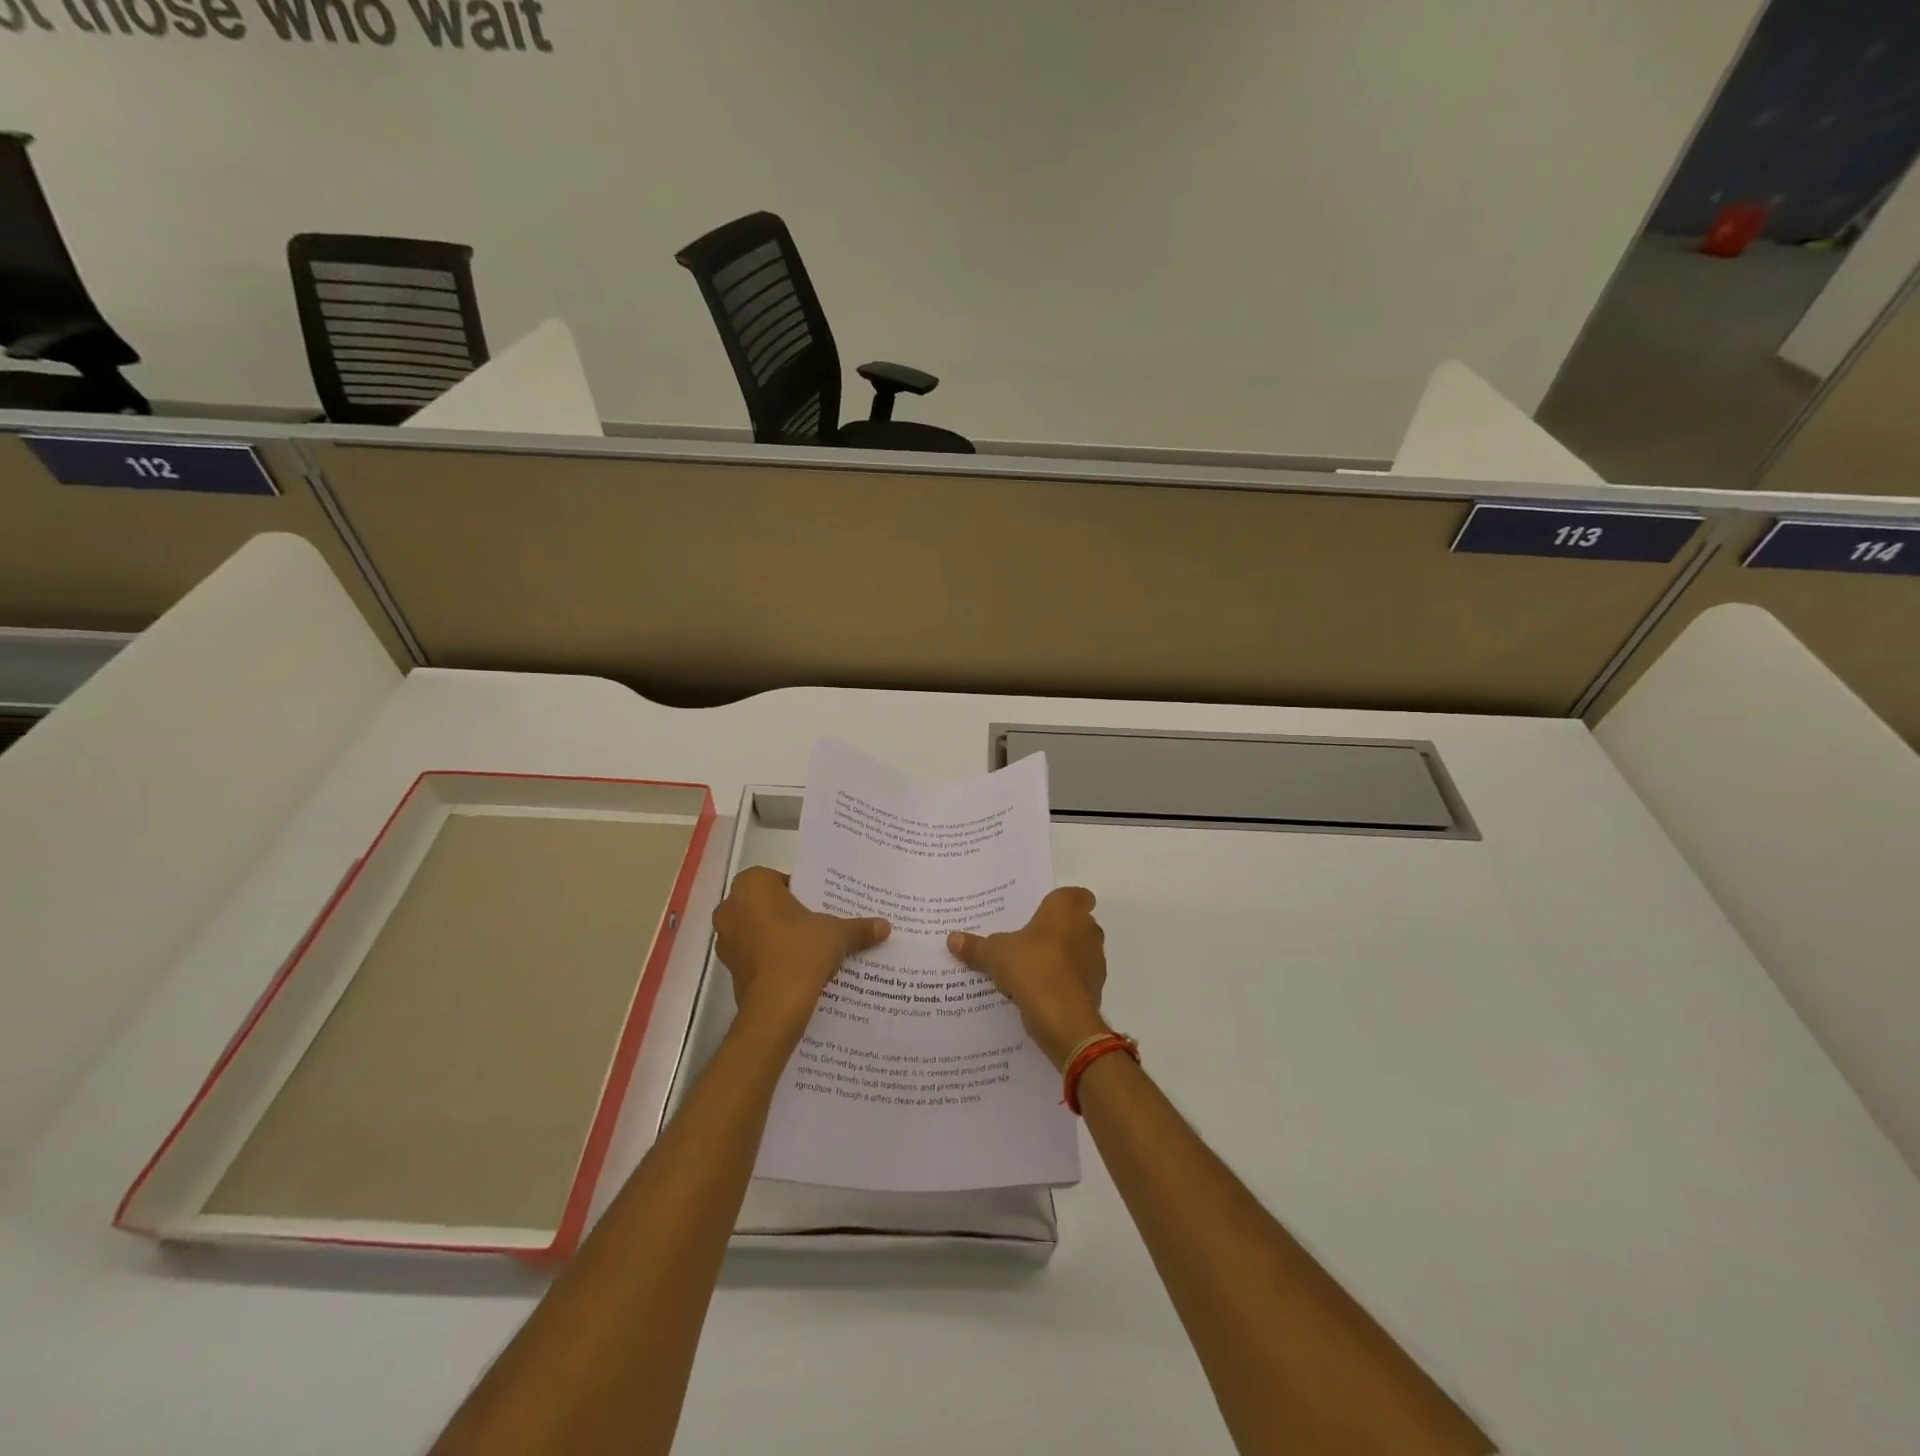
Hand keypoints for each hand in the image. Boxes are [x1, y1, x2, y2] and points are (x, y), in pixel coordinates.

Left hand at [713, 867, 889, 1042]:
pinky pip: (753, 955)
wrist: (777, 1004)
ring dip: (776, 938)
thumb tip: (885, 926)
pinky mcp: (729, 969)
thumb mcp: (837, 933)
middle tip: (815, 925)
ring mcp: (725, 939)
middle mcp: (731, 907)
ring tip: (807, 950)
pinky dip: (769, 959)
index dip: (802, 893)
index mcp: (753, 884)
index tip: (819, 906)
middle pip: (766, 905)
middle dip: (787, 914)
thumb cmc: (802, 950)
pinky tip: (794, 970)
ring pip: (756, 930)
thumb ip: (858, 927)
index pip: (780, 880)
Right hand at [948, 887, 1107, 1068]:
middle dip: (1058, 930)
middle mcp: (1087, 929)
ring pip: (1078, 951)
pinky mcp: (1095, 988)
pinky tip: (1040, 992)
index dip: (1064, 902)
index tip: (1045, 911)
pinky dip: (1064, 982)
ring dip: (1061, 957)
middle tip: (1029, 938)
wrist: (1064, 1018)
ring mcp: (1095, 960)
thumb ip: (976, 946)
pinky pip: (1077, 978)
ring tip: (1031, 967)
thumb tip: (952, 939)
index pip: (1077, 894)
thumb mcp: (995, 954)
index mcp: (1066, 910)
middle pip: (1077, 923)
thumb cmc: (1032, 968)